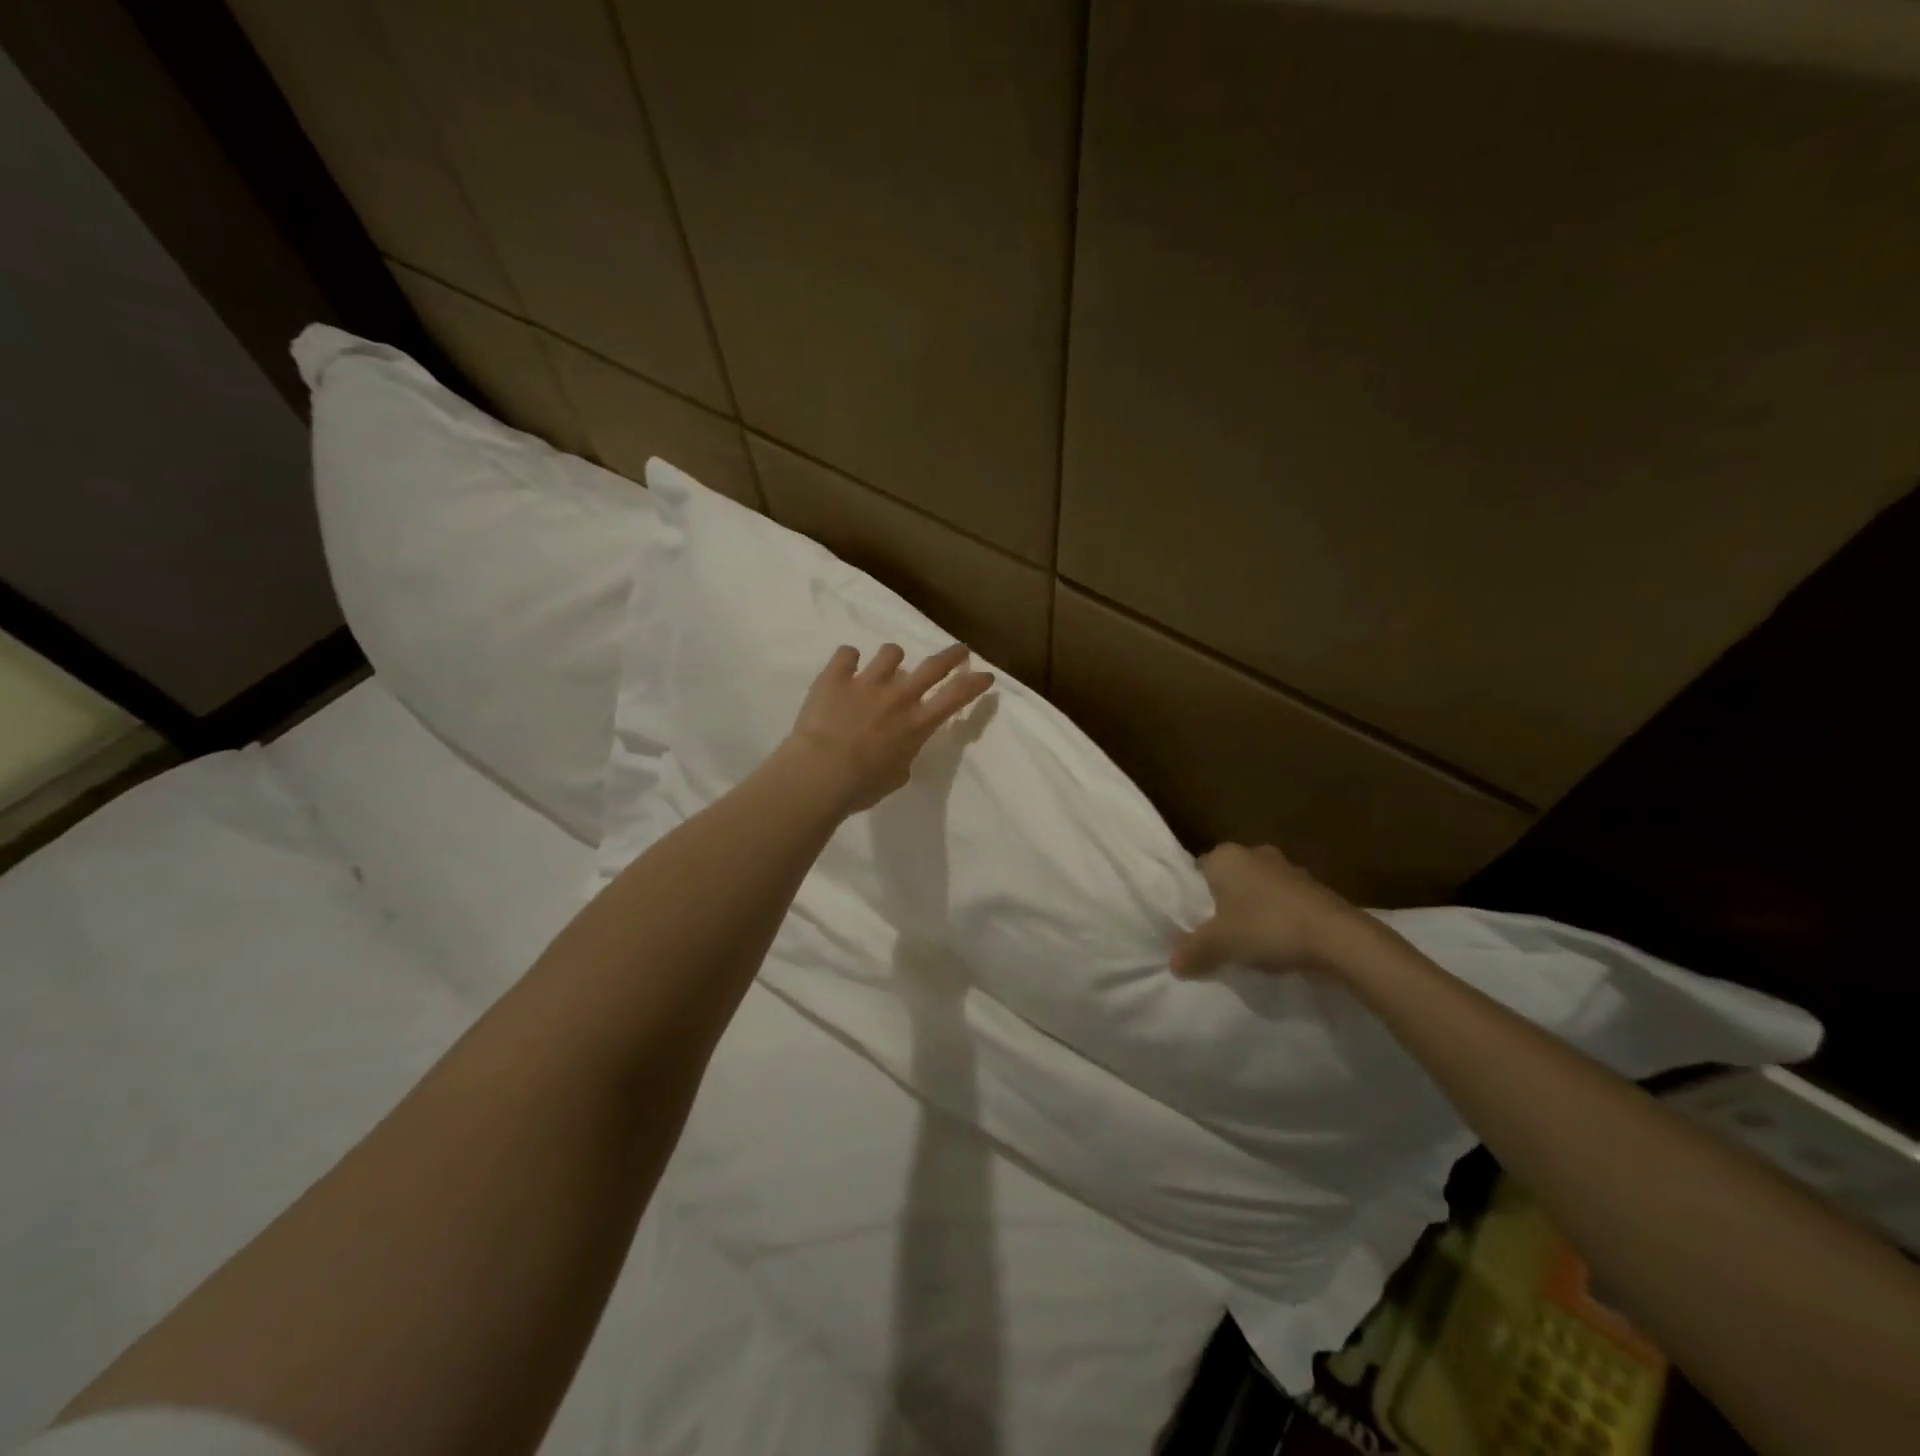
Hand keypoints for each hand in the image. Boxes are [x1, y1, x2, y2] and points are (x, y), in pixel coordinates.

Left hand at [781, 642, 994, 813]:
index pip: (956, 697)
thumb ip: (903, 756)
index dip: (975, 683)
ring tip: (885, 667)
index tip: (985, 675)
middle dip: (952, 655)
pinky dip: (848, 660)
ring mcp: (867, 682)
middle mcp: (898, 697)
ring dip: (892, 658)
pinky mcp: (836, 677)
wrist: (819, 774)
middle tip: (960, 650)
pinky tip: (844, 669)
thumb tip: (899, 749)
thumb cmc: (861, 787)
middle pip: (933, 666)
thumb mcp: (895, 777)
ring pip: (891, 652)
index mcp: (917, 725)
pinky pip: (847, 653)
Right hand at [1170, 844, 1370, 978]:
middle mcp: (1255, 853)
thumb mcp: (1220, 944)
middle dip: (1225, 903)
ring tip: (1250, 943)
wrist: (1338, 938)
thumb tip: (1173, 963)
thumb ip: (1193, 951)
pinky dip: (1280, 918)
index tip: (1194, 923)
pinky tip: (1280, 944)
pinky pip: (1285, 902)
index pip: (1198, 871)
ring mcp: (1289, 868)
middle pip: (1229, 880)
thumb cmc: (1267, 927)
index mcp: (1226, 856)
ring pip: (1259, 890)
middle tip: (1218, 934)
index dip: (1194, 897)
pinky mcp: (1315, 888)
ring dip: (1254, 911)